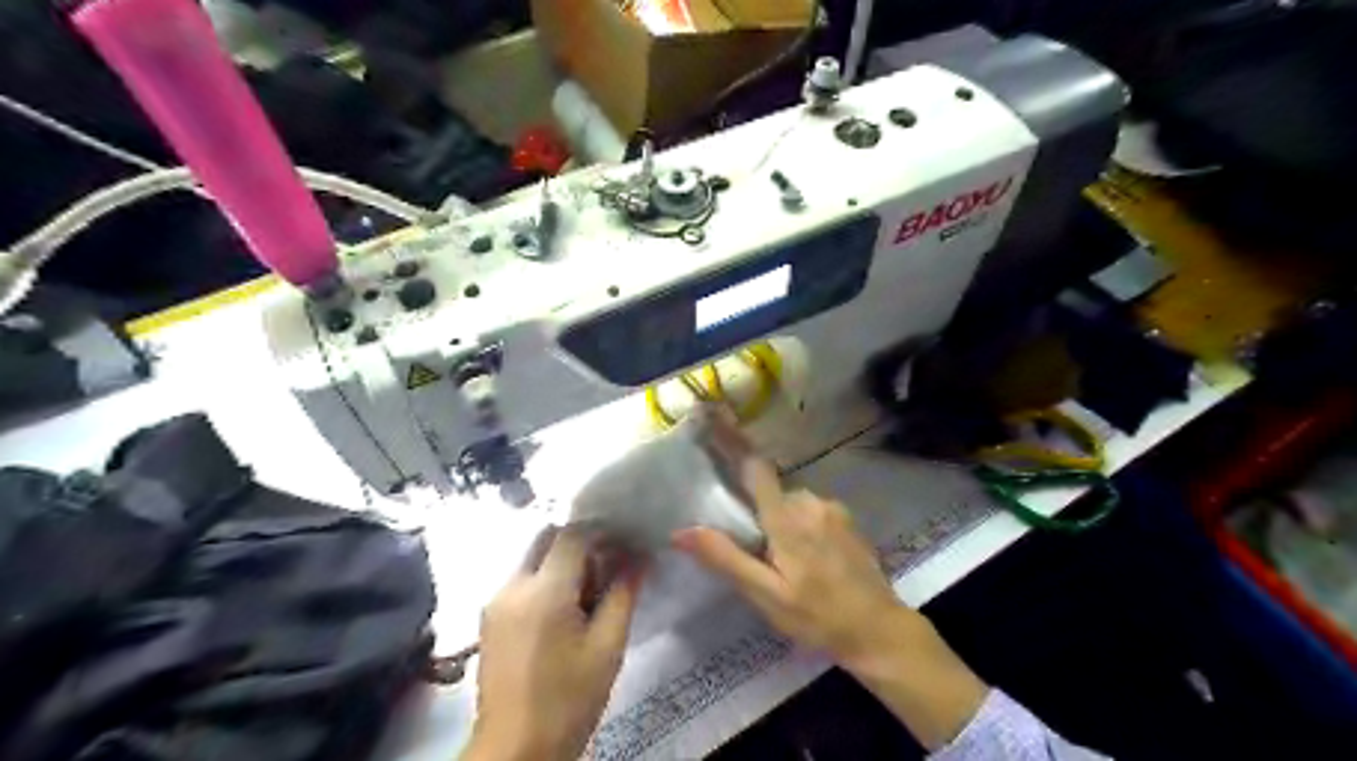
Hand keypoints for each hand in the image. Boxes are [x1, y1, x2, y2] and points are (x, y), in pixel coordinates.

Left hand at [468, 526, 643, 758]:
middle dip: (579, 542)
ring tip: (590, 594)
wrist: (515, 750)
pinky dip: (545, 581)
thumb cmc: (569, 699)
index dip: (601, 530)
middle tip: (608, 567)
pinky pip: (521, 581)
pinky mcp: (489, 619)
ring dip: (562, 562)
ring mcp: (496, 602)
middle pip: (547, 538)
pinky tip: (565, 612)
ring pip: (533, 558)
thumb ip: (623, 594)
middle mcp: (513, 586)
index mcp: (544, 591)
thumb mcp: (607, 646)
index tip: (625, 541)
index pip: (572, 534)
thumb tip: (639, 558)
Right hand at [669, 457, 903, 664]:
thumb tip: (681, 531)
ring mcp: (833, 509)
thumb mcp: (766, 595)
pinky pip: (812, 511)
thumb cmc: (817, 616)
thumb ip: (725, 558)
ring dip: (782, 522)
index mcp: (787, 518)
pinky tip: (810, 561)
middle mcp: (810, 502)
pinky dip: (802, 526)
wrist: (879, 630)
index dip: (733, 444)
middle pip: (771, 492)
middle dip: (758, 512)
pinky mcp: (847, 520)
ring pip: (792, 503)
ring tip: (785, 564)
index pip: (755, 469)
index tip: (713, 421)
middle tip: (756, 552)